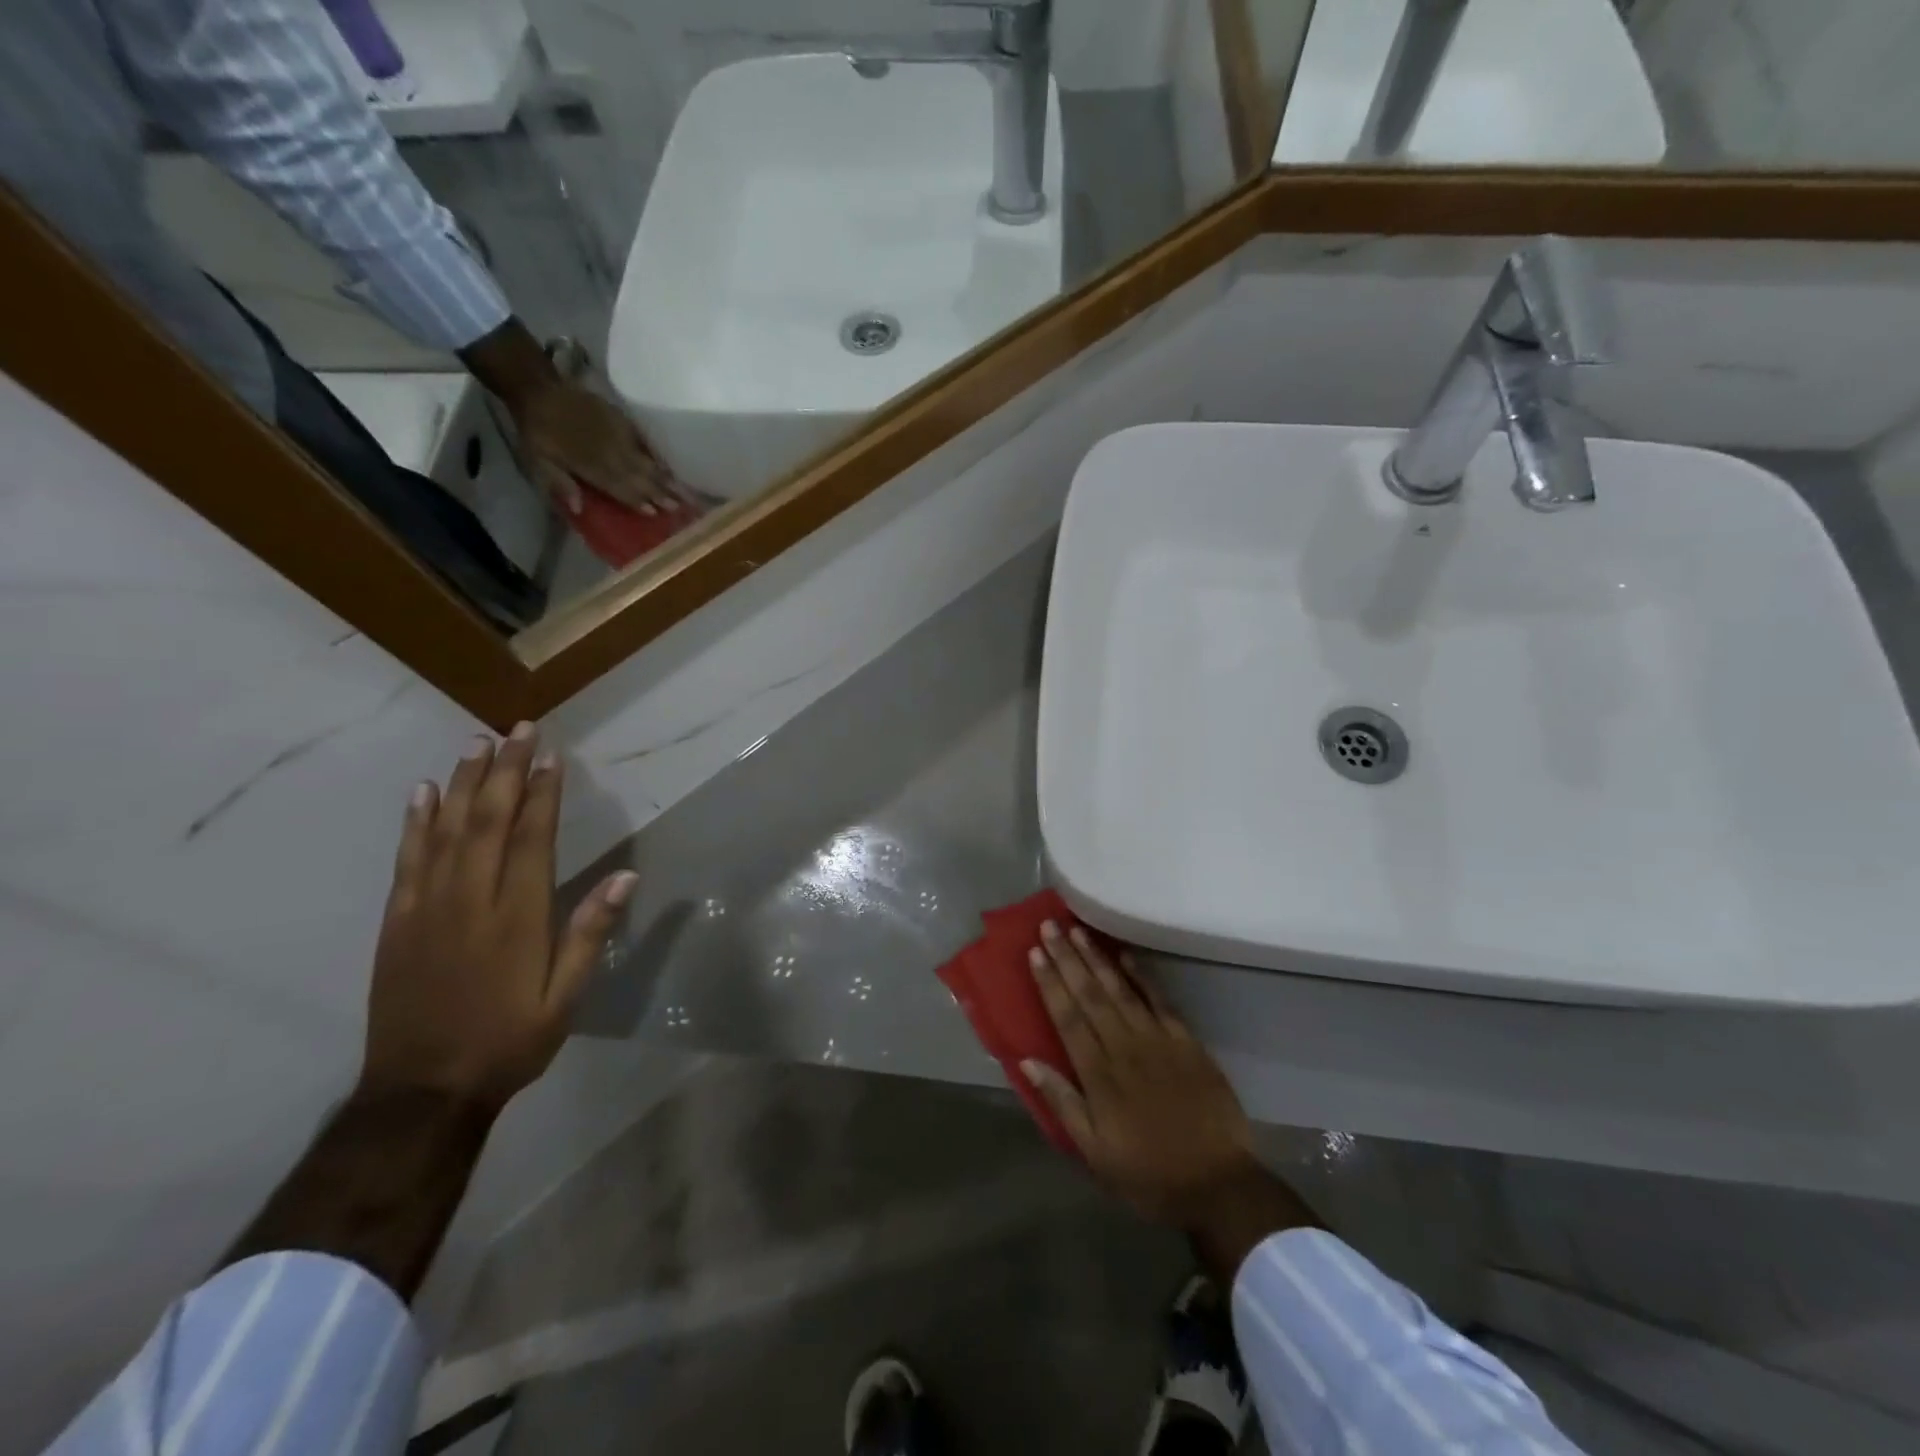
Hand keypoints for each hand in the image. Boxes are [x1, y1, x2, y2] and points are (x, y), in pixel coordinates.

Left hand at [361, 723, 637, 1113]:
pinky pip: (407, 859)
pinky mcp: (397, 921)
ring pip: (446, 830)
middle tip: (518, 729)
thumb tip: (626, 876)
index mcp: (517, 916)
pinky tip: (424, 793)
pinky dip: (416, 821)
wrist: (422, 1091)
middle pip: (488, 820)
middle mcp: (470, 899)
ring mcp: (427, 907)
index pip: (532, 837)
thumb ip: (590, 933)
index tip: (551, 755)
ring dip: (463, 783)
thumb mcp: (565, 997)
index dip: (543, 792)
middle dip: (505, 770)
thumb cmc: (508, 1041)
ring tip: (477, 743)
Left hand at [512, 379, 683, 516]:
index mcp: (589, 464)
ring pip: (645, 461)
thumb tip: (578, 509)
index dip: (636, 500)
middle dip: (660, 492)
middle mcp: (609, 452)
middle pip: (638, 476)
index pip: (619, 487)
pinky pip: (643, 441)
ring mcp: (617, 435)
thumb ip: (559, 482)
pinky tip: (667, 465)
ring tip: (683, 491)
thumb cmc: (537, 431)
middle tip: (681, 507)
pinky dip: (656, 455)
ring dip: (663, 477)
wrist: (539, 390)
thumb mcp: (536, 460)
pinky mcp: (621, 420)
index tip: (655, 513)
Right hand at [1023, 921, 1316, 1281]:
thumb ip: (1062, 1103)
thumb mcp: (1094, 1152)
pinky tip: (1126, 956)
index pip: (1067, 1017)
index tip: (1035, 952)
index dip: (1050, 983)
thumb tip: (1027, 1061)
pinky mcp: (1187, 1042)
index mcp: (1099, 1074)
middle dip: (1067, 958)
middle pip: (1090, 994)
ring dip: (1097, 958)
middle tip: (1050, 925)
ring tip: (1077, 931)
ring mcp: (1158, 1040)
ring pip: (1120, 990)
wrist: (1218, 1185)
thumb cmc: (1149, 1174)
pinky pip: (1160, 1001)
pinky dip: (1142, 976)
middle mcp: (1125, 1047)